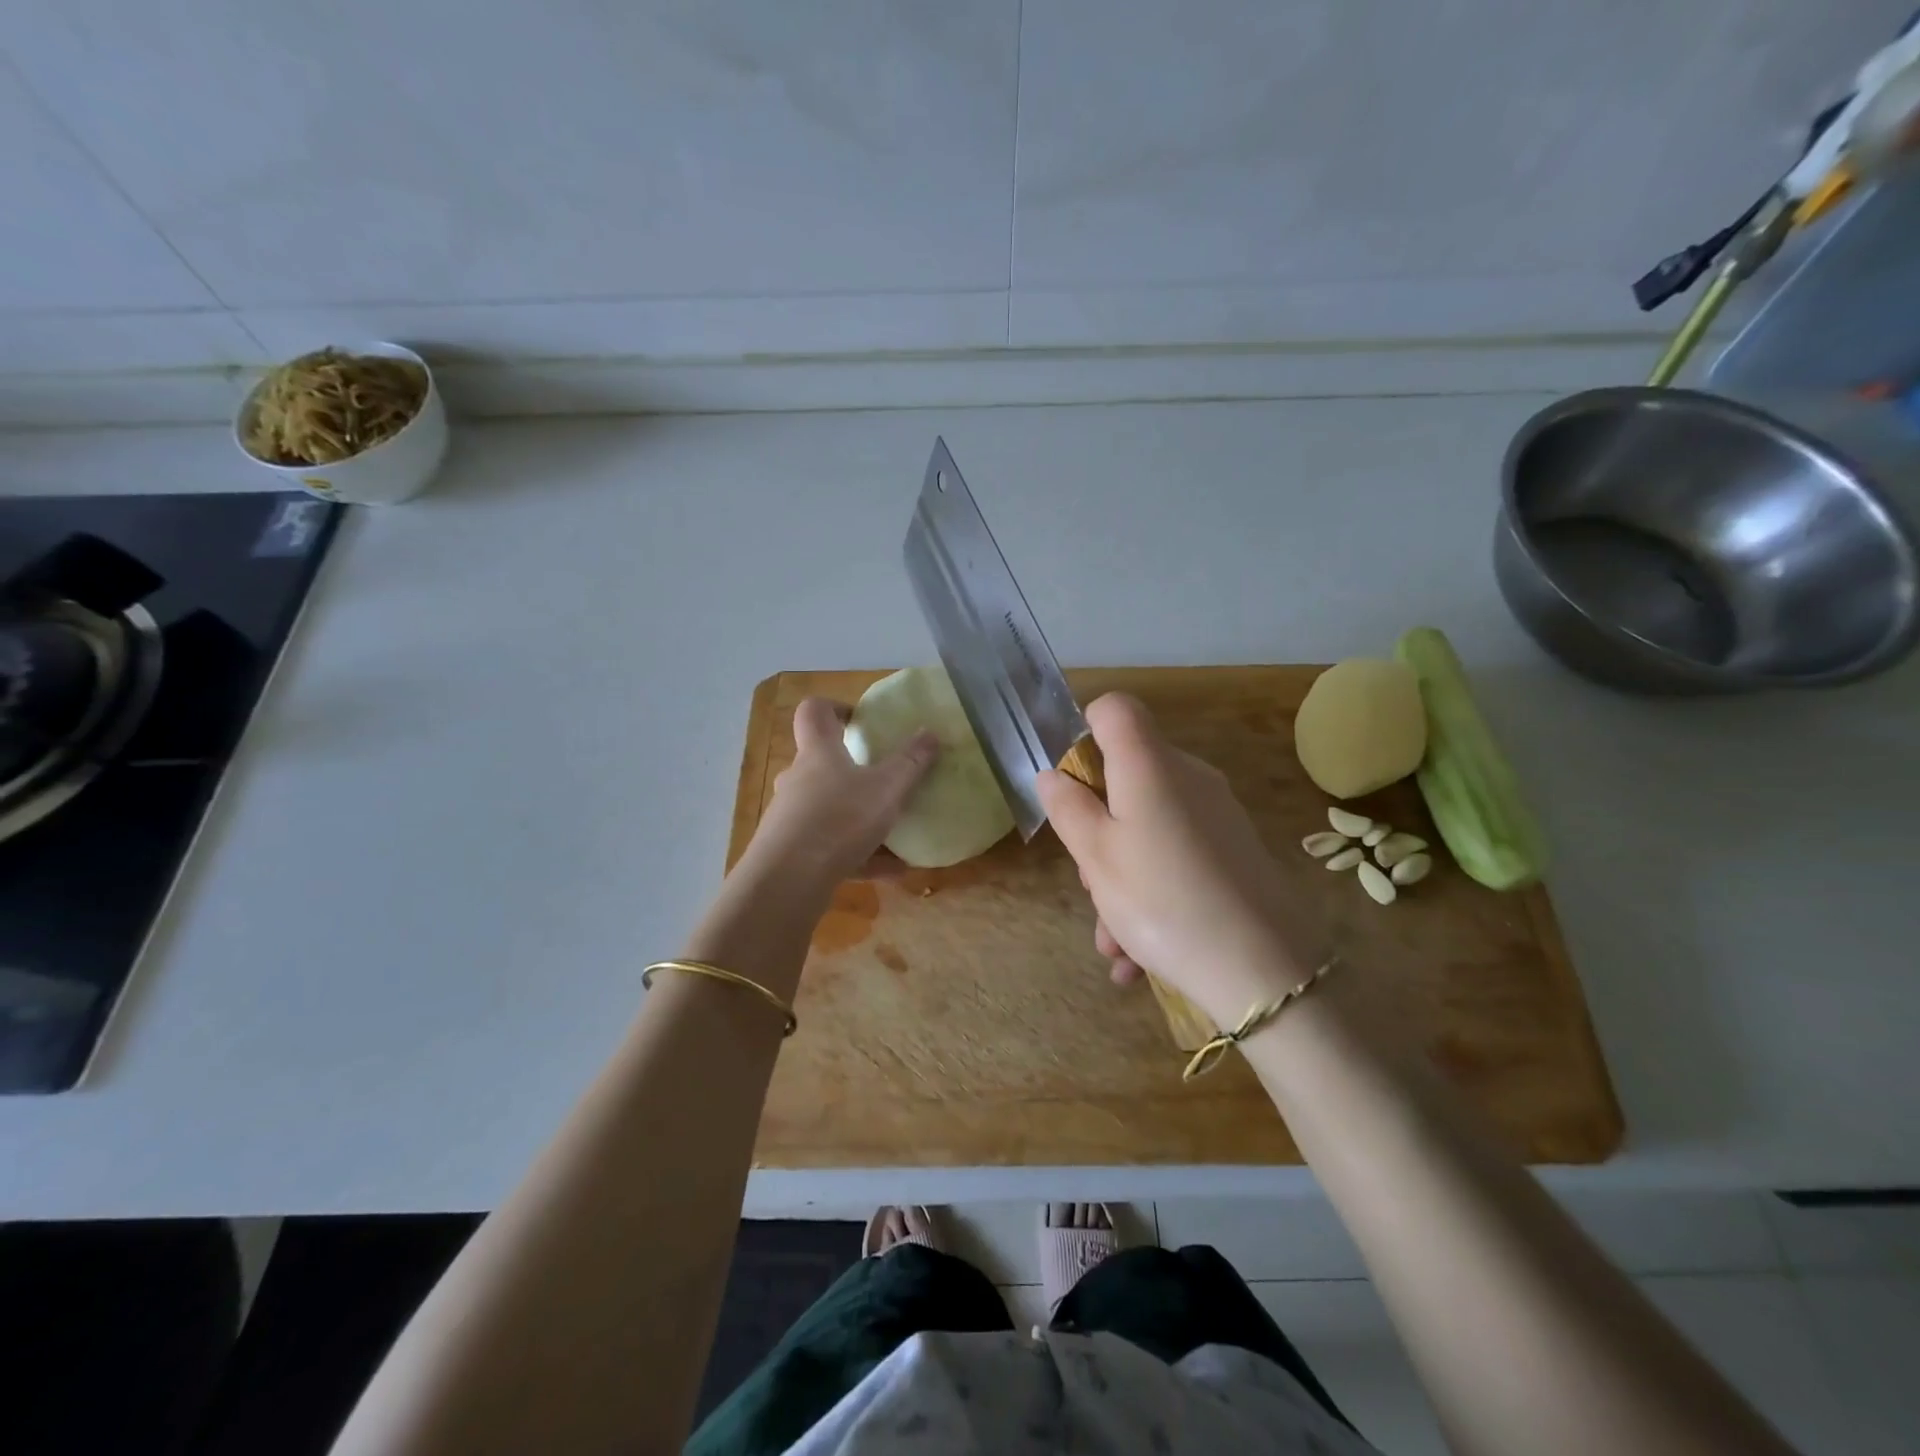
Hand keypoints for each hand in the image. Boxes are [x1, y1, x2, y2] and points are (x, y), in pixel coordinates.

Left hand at [742, 698, 938, 890]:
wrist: (788, 880)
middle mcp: (798, 779)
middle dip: (850, 768)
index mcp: (818, 753)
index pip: (814, 712)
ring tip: (895, 833)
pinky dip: (859, 855)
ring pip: (827, 808)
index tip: (859, 718)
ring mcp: (791, 817)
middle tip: (881, 778)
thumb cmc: (840, 819)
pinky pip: (830, 847)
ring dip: (858, 817)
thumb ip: (911, 762)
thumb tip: (930, 732)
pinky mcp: (792, 852)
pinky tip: (892, 871)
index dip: (834, 707)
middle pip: (820, 763)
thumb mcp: (887, 789)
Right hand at [1037, 694, 1328, 1024]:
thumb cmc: (1162, 901)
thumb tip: (1052, 775)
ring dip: (1120, 878)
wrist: (1264, 971)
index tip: (1071, 784)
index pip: (1115, 709)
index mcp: (1150, 765)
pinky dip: (1152, 894)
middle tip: (1089, 884)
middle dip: (1096, 828)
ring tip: (1112, 942)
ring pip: (1148, 828)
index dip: (1084, 731)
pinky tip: (1138, 956)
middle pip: (1127, 778)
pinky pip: (1176, 856)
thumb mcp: (1096, 857)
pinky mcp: (1233, 850)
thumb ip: (1068, 808)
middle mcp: (1188, 777)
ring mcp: (1215, 814)